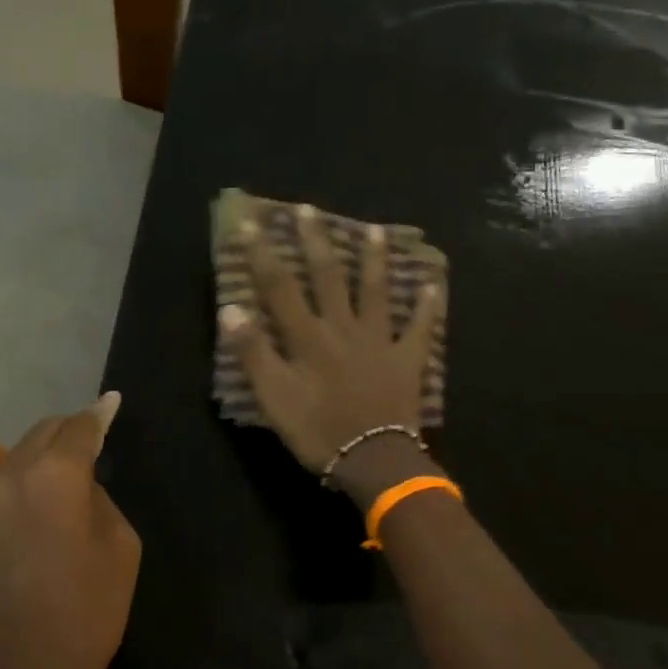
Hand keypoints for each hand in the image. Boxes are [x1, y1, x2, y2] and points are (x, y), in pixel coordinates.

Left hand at [0, 394, 141, 668]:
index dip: (99, 414)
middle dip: (69, 431)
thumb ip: (101, 500)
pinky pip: (1, 490)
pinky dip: (24, 486)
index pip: (79, 427)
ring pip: (17, 460)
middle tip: (94, 438)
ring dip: (44, 458)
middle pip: (42, 434)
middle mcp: (9, 476)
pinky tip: (40, 510)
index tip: (112, 402)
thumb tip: (81, 488)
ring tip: (68, 477)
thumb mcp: (120, 547)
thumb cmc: (87, 610)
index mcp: (54, 474)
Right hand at [220, 203, 442, 480]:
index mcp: (308, 337)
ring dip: (374, 259)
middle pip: (328, 277)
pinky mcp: (407, 359)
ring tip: (375, 230)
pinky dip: (429, 306)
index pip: (280, 287)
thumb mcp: (274, 397)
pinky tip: (435, 284)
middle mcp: (343, 327)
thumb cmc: (317, 431)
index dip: (263, 254)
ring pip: (376, 291)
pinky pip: (420, 327)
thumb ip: (253, 352)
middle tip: (309, 209)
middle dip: (315, 241)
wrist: (374, 459)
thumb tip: (232, 308)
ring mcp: (379, 340)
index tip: (251, 223)